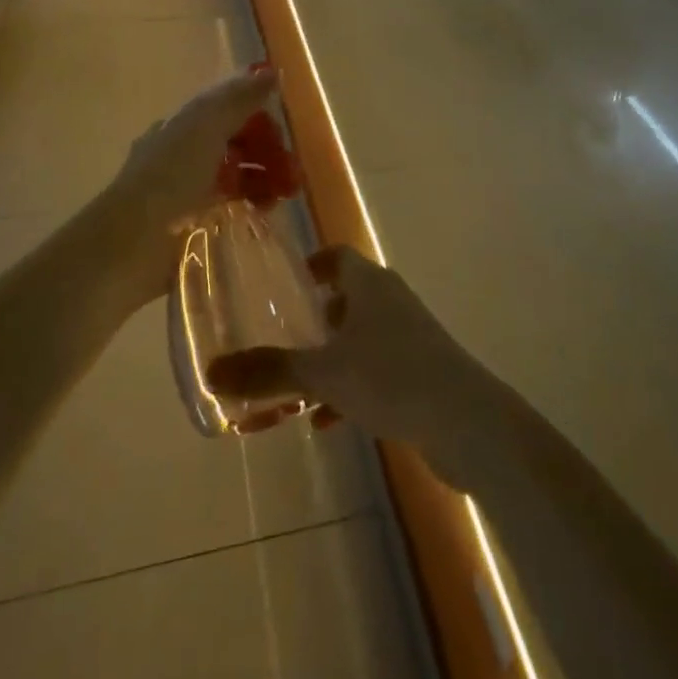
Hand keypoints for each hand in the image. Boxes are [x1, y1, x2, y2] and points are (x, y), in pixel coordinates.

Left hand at [107, 69, 279, 295]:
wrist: (134, 241)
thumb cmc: (171, 174)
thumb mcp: (206, 126)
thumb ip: (239, 98)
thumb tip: (272, 71)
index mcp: (184, 124)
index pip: (228, 108)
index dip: (258, 113)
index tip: (284, 128)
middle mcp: (185, 152)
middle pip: (236, 142)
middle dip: (267, 149)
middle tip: (291, 166)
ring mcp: (189, 189)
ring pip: (237, 174)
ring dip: (265, 177)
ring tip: (286, 192)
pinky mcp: (194, 223)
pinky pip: (233, 205)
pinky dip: (252, 203)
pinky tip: (267, 210)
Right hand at [206, 248, 499, 486]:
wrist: (466, 420)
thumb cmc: (391, 376)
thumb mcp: (323, 374)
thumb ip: (268, 372)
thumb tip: (211, 372)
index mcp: (369, 285)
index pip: (337, 256)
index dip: (312, 264)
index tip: (288, 283)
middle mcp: (392, 301)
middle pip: (349, 297)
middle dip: (317, 319)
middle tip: (285, 340)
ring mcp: (411, 336)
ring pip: (362, 338)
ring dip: (333, 359)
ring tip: (299, 388)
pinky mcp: (423, 370)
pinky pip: (378, 370)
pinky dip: (353, 387)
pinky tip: (329, 422)